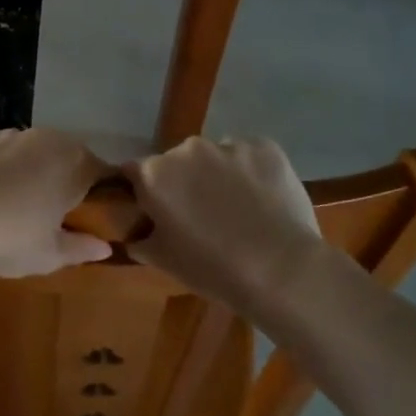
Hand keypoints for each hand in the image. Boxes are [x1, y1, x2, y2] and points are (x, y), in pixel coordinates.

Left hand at [0, 128, 110, 277]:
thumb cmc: (8, 237)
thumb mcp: (48, 255)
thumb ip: (81, 248)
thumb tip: (105, 246)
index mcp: (74, 165)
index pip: (104, 172)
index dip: (103, 191)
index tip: (94, 211)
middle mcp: (48, 138)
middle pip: (69, 154)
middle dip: (67, 176)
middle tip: (55, 207)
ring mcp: (10, 132)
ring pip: (33, 148)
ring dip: (33, 166)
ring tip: (16, 196)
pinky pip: (0, 147)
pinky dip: (0, 162)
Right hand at [121, 137, 329, 313]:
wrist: (281, 270)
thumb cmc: (212, 269)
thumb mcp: (163, 261)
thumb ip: (141, 240)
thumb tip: (135, 235)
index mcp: (155, 174)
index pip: (134, 172)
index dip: (144, 191)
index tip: (156, 211)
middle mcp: (187, 149)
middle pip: (177, 161)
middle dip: (184, 181)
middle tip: (201, 214)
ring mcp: (228, 144)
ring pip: (215, 156)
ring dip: (218, 175)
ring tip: (239, 208)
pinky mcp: (264, 147)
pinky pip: (249, 156)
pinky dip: (251, 172)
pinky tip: (264, 200)